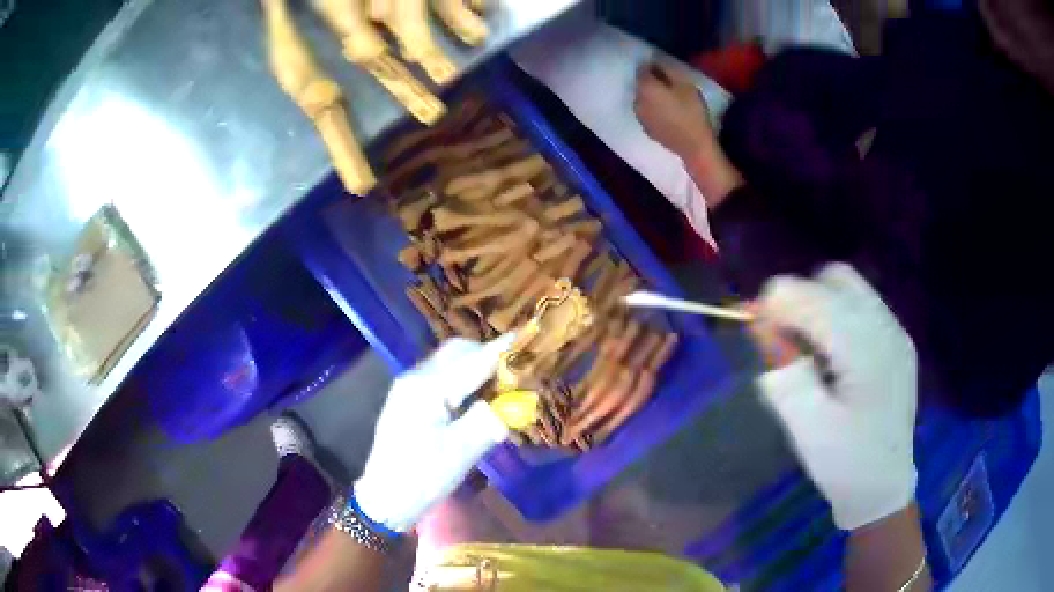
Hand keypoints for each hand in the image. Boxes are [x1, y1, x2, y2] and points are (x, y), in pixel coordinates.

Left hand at [354, 335, 513, 532]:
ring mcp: (410, 387)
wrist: (385, 499)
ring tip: (504, 384)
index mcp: (427, 388)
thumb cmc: (422, 478)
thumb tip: (516, 401)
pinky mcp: (410, 399)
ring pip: (450, 362)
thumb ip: (488, 420)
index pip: (473, 360)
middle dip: (489, 355)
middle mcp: (416, 377)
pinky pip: (443, 376)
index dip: (503, 350)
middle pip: (458, 351)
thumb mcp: (460, 452)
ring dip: (477, 366)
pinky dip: (465, 379)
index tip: (530, 337)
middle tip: (519, 371)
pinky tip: (479, 398)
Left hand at [634, 62, 715, 159]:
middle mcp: (637, 100)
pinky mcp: (646, 129)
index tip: (665, 69)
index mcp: (645, 87)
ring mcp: (640, 117)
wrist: (693, 146)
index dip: (653, 67)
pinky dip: (653, 110)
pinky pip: (647, 113)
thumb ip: (668, 69)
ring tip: (667, 99)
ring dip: (651, 97)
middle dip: (651, 82)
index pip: (642, 69)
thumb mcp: (685, 84)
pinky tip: (666, 114)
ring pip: (642, 99)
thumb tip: (655, 60)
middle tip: (669, 84)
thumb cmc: (692, 112)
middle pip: (641, 85)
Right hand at [754, 263, 917, 529]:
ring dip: (819, 305)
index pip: (815, 296)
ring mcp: (896, 332)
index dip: (778, 302)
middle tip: (783, 339)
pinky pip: (861, 307)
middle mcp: (887, 328)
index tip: (755, 327)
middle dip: (801, 298)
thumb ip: (783, 370)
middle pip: (836, 278)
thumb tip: (761, 324)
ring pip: (850, 288)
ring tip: (808, 350)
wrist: (884, 487)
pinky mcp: (897, 341)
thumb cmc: (844, 463)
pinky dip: (837, 316)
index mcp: (867, 351)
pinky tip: (832, 356)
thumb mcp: (806, 425)